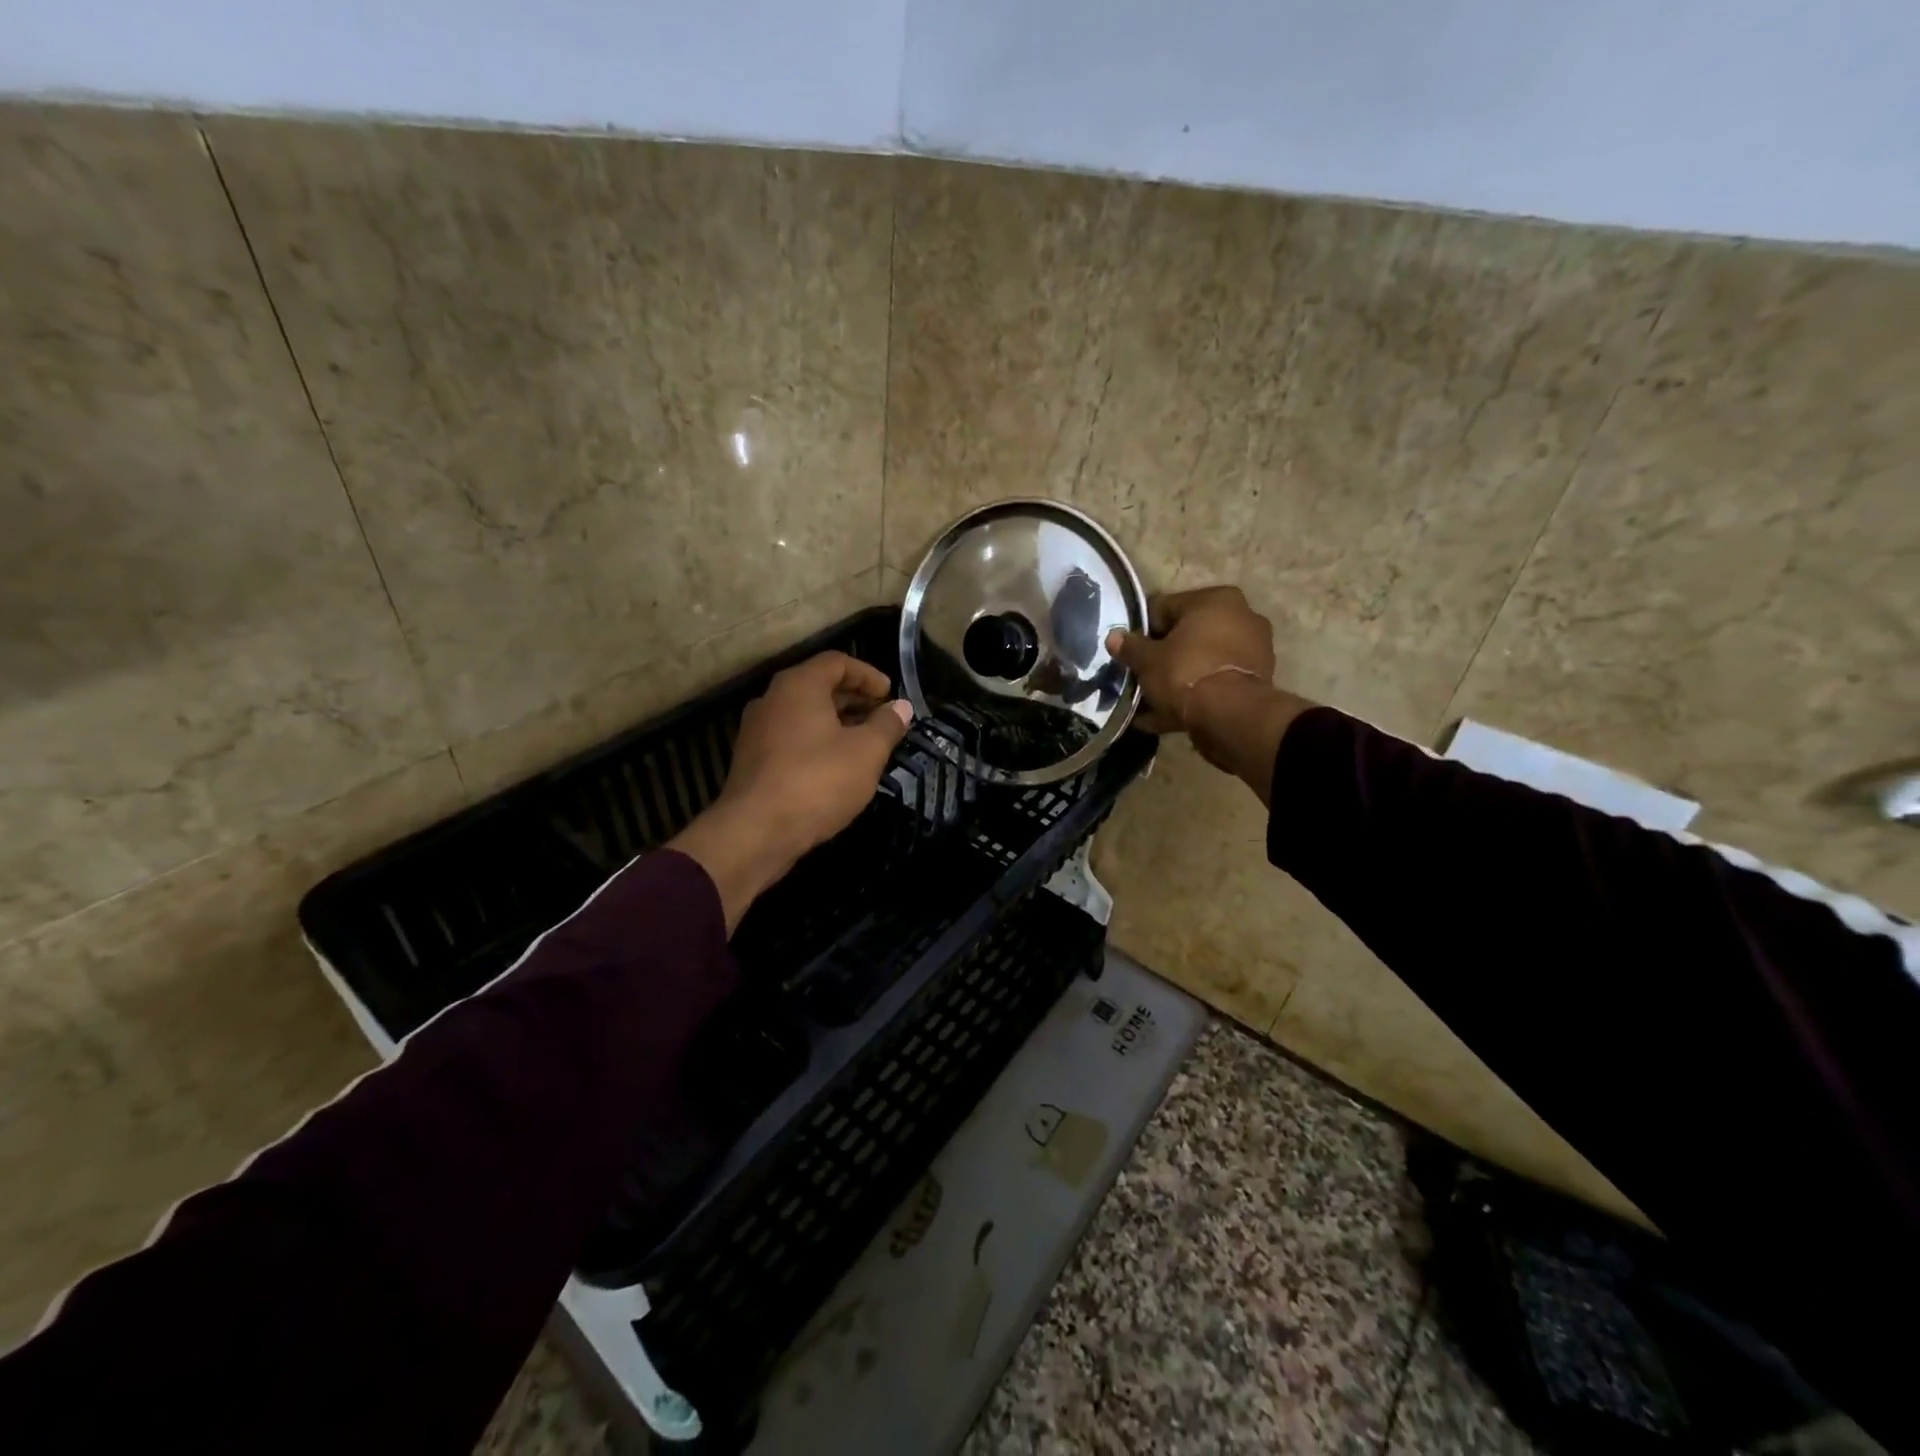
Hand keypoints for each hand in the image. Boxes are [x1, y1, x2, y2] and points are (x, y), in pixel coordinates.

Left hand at [668, 652, 912, 930]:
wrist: (756, 832)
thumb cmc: (817, 781)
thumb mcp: (866, 752)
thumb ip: (887, 725)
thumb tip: (902, 707)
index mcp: (799, 685)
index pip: (837, 662)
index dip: (868, 675)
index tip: (890, 695)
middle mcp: (773, 699)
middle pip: (818, 686)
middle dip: (854, 699)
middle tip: (882, 718)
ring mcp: (757, 730)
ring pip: (804, 714)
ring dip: (837, 723)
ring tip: (865, 744)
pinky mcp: (752, 760)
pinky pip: (791, 738)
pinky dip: (817, 742)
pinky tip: (837, 768)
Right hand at [1107, 587, 1311, 803]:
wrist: (1231, 717)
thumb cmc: (1185, 673)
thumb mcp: (1147, 660)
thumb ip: (1130, 646)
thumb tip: (1114, 637)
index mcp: (1215, 600)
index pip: (1165, 607)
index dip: (1142, 629)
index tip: (1129, 650)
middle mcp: (1240, 616)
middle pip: (1187, 634)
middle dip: (1163, 655)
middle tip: (1141, 675)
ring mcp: (1253, 649)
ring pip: (1202, 660)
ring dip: (1178, 677)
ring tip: (1151, 701)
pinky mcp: (1256, 680)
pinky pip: (1214, 683)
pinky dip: (1195, 695)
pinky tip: (1167, 716)